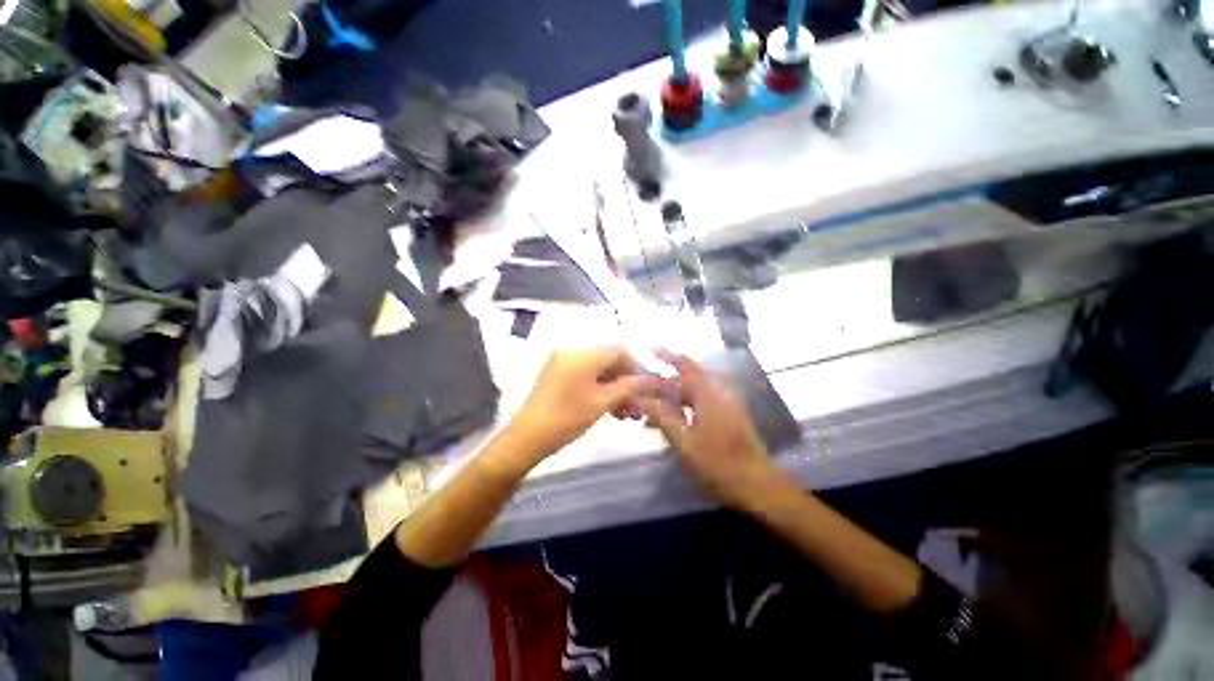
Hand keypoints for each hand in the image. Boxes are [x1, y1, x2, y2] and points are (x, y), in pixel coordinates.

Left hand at [509, 346, 659, 458]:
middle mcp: (572, 351)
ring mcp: (562, 362)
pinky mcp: (557, 374)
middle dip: (625, 382)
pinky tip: (609, 409)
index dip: (636, 367)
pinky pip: (585, 376)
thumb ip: (630, 387)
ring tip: (625, 413)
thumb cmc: (567, 417)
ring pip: (598, 371)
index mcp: (582, 354)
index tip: (645, 387)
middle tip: (636, 405)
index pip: (619, 350)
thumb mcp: (603, 402)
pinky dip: (599, 389)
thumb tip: (653, 380)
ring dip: (614, 389)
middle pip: (608, 360)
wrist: (527, 437)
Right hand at [638, 352, 778, 510]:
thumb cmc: (718, 464)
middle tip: (646, 388)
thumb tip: (638, 397)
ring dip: (675, 396)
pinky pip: (703, 403)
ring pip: (696, 392)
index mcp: (708, 395)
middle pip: (690, 378)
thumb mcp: (684, 442)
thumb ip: (661, 417)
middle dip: (667, 380)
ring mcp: (727, 406)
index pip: (685, 366)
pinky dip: (686, 407)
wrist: (758, 486)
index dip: (668, 355)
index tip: (651, 349)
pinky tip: (675, 421)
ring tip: (655, 409)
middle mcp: (719, 394)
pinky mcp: (730, 417)